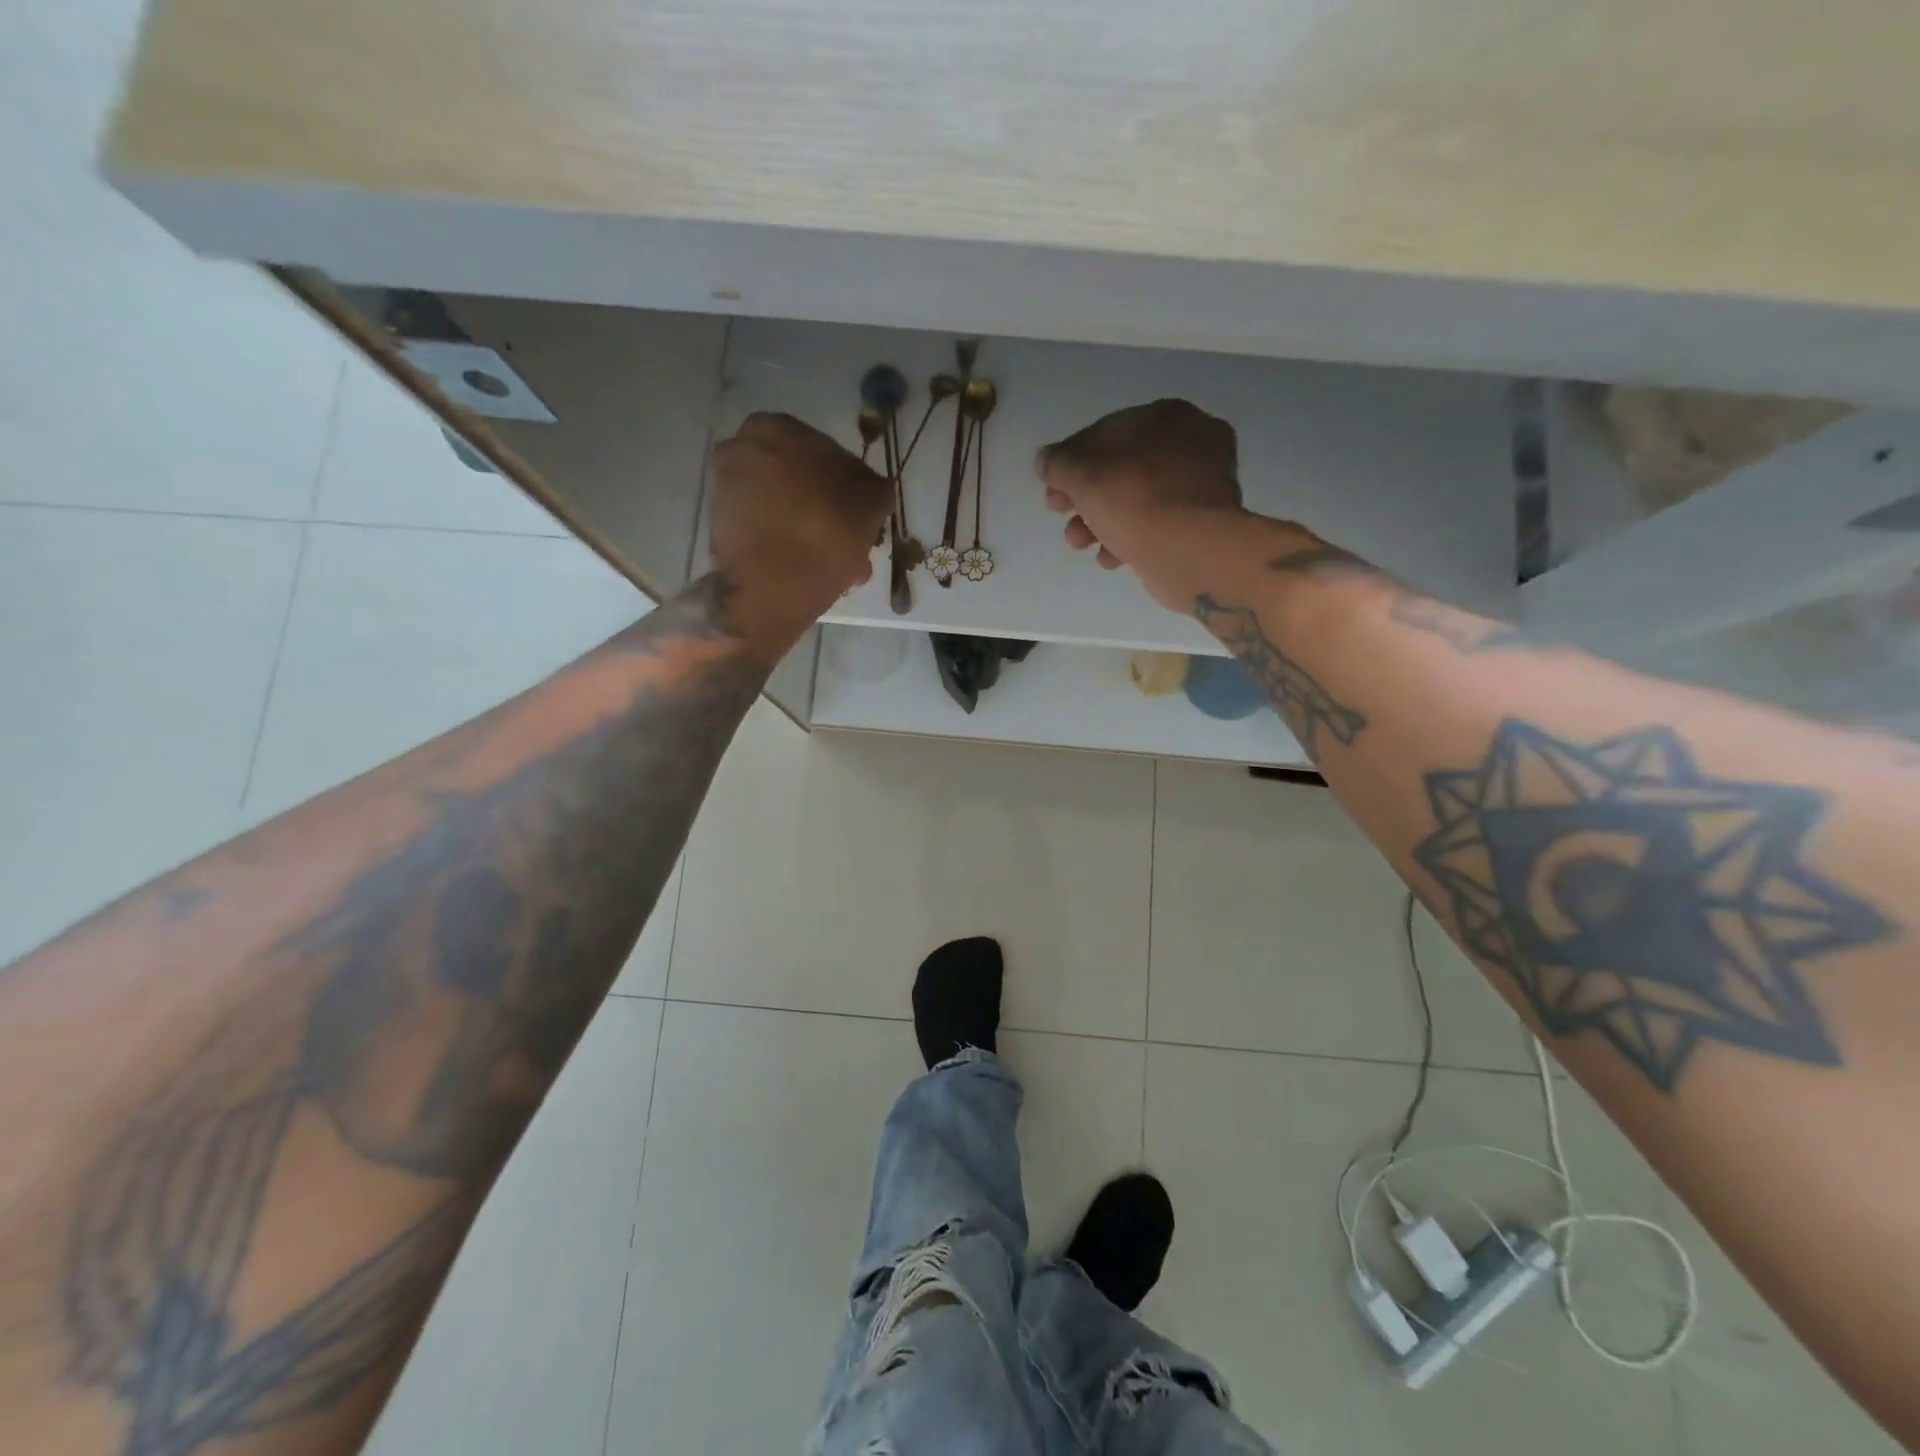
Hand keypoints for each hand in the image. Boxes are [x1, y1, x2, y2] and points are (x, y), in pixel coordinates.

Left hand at [710, 413, 892, 650]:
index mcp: (777, 428)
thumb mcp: (870, 508)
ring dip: (810, 528)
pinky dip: (787, 542)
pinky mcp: (719, 524)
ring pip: (784, 505)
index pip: (828, 452)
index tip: (864, 517)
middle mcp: (742, 447)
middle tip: (852, 541)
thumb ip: (877, 488)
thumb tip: (874, 488)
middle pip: (802, 479)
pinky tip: (810, 568)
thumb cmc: (823, 537)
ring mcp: (725, 487)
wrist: (769, 593)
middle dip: (828, 508)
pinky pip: (765, 527)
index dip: (852, 487)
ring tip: (836, 563)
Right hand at [1037, 399, 1244, 610]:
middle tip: (1059, 513)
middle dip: (1084, 495)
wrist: (1190, 550)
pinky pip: (1156, 526)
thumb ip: (1058, 463)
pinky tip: (1110, 558)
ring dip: (1100, 522)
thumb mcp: (1082, 474)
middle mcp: (1191, 445)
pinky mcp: (1201, 526)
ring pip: (1137, 500)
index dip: (1072, 459)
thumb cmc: (1135, 499)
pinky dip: (1129, 540)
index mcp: (1168, 417)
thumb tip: (1045, 460)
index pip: (1107, 432)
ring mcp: (1201, 487)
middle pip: (1122, 468)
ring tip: (1079, 543)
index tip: (1052, 485)